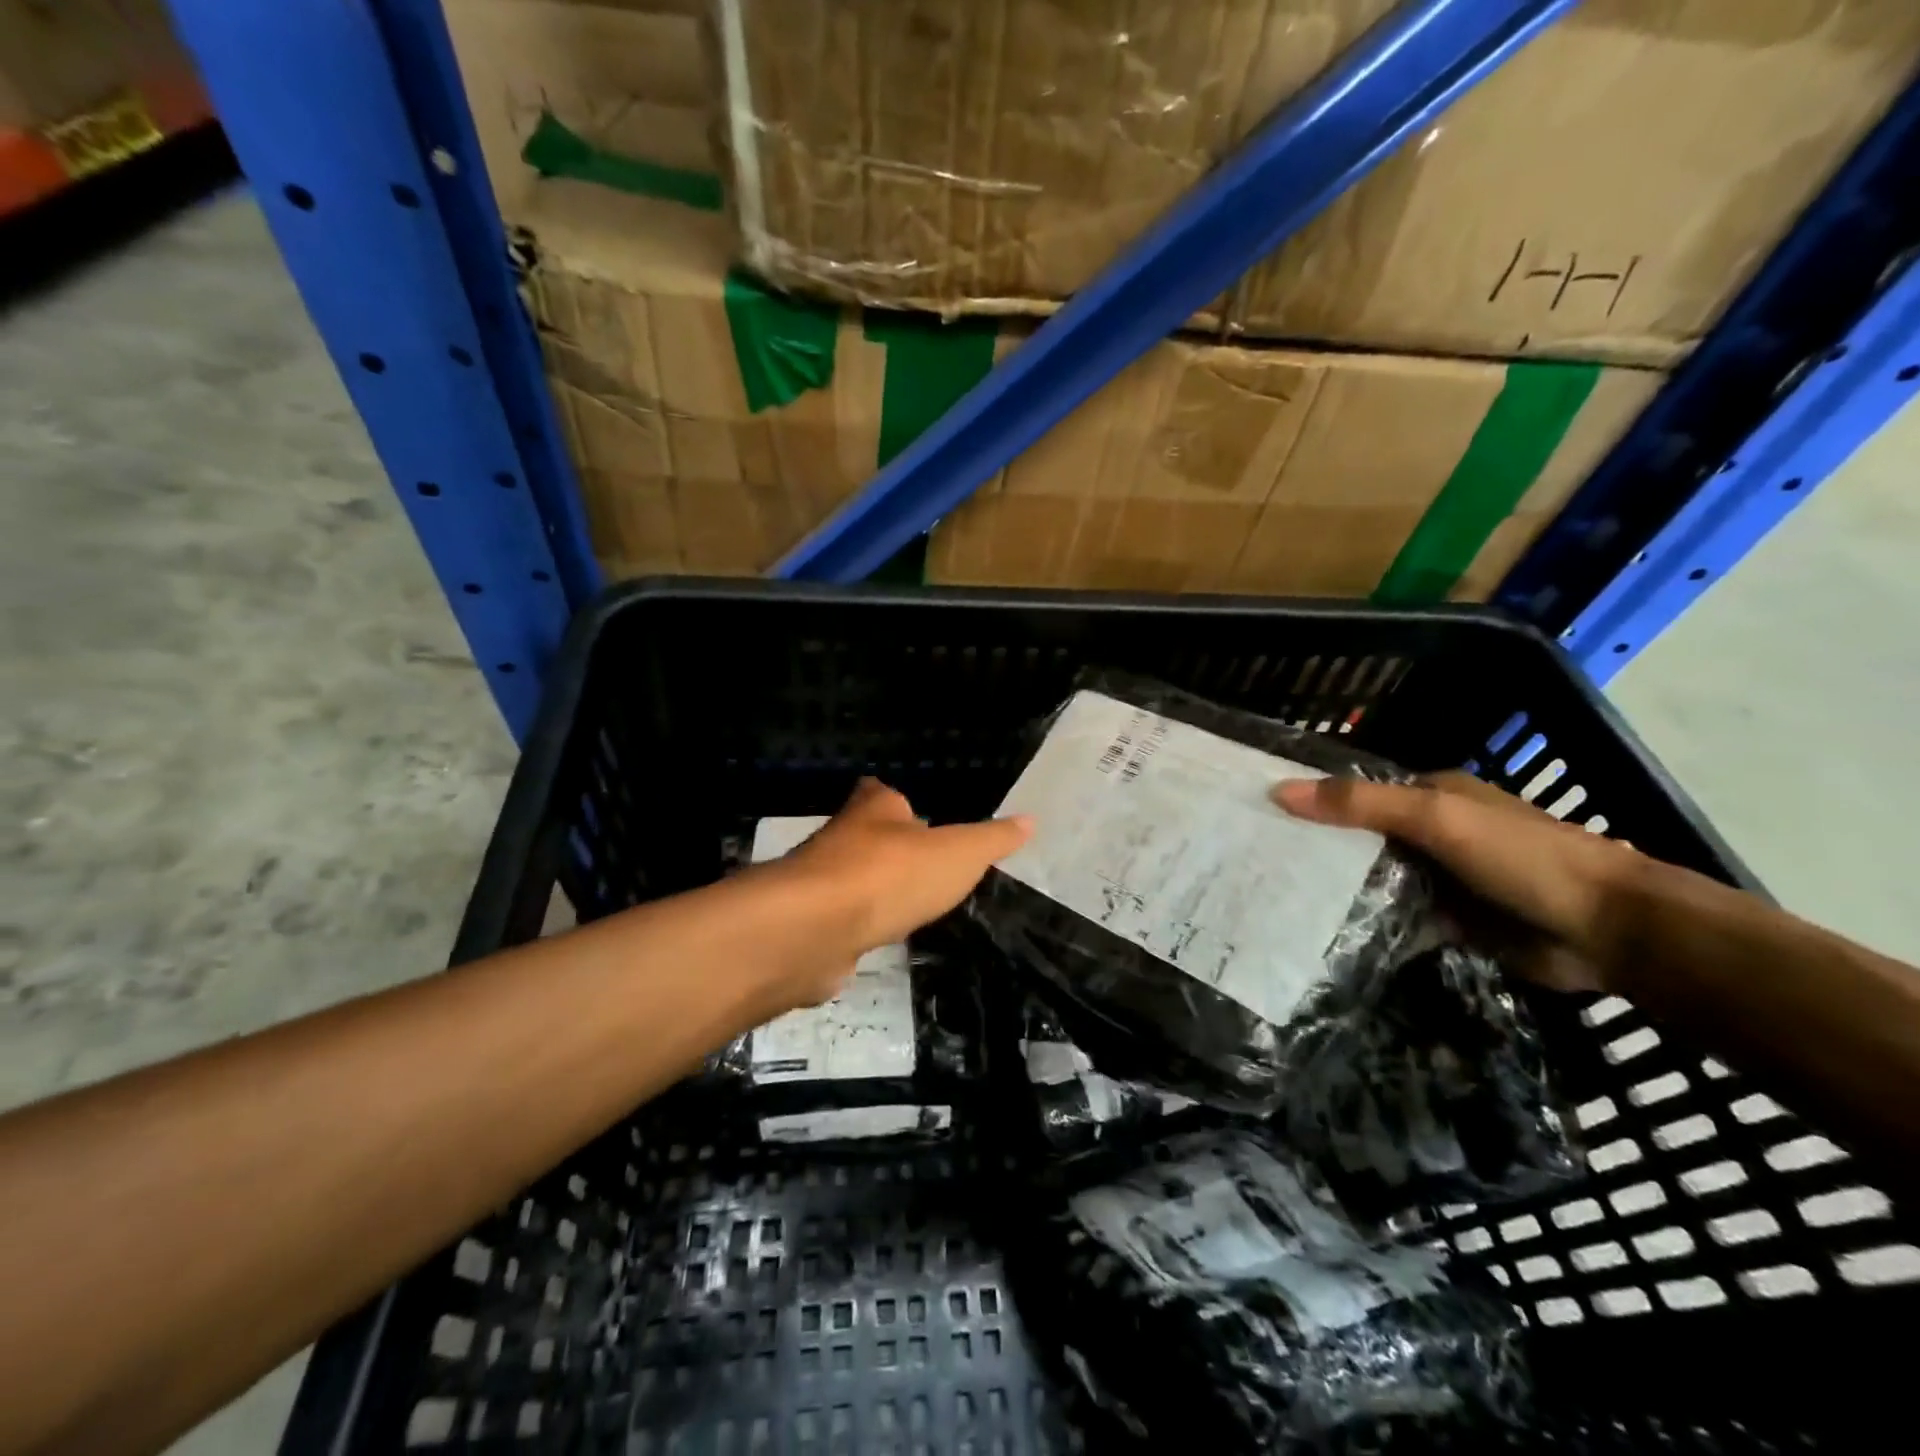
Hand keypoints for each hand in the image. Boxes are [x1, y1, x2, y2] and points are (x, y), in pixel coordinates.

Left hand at [757, 778, 1032, 1004]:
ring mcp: (820, 883)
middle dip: (889, 848)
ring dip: (873, 889)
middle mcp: (841, 838)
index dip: (899, 802)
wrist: (816, 929)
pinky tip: (878, 938)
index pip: (883, 794)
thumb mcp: (959, 854)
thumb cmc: (891, 875)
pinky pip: (841, 920)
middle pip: (866, 836)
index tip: (916, 813)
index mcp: (875, 810)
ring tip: (906, 903)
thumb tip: (1030, 820)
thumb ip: (992, 840)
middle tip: (922, 864)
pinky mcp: (811, 925)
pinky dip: (858, 927)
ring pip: (852, 879)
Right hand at [1272, 771, 1644, 992]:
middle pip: (1360, 835)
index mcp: (1431, 794)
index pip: (1355, 792)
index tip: (1258, 815)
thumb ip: (1359, 805)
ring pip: (1373, 876)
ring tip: (1272, 894)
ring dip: (1336, 885)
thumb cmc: (1521, 857)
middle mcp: (1431, 831)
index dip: (1311, 800)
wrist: (1609, 930)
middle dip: (1315, 845)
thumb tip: (1278, 791)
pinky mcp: (1448, 919)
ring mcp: (1440, 876)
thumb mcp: (1435, 818)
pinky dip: (1365, 918)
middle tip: (1252, 860)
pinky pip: (1393, 913)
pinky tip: (1320, 928)